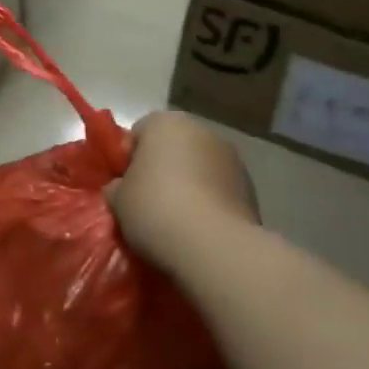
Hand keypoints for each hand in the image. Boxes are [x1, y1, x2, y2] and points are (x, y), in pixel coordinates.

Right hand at [109, 112, 257, 276]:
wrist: (213, 246)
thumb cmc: (155, 209)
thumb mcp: (118, 200)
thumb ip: (117, 187)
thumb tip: (122, 189)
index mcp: (166, 122)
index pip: (138, 133)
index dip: (127, 159)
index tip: (123, 186)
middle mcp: (202, 130)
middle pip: (173, 147)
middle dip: (161, 169)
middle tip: (147, 202)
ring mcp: (232, 158)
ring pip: (199, 168)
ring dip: (189, 185)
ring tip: (176, 220)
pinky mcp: (251, 188)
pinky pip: (219, 190)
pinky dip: (210, 202)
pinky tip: (199, 229)